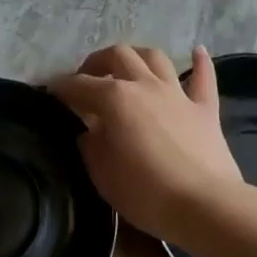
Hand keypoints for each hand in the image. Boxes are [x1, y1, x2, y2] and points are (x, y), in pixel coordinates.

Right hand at [50, 43, 242, 241]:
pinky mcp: (205, 109)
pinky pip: (203, 77)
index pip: (79, 85)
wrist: (204, 206)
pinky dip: (200, 62)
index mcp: (114, 99)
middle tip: (88, 77)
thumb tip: (90, 131)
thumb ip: (91, 146)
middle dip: (97, 61)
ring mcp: (177, 94)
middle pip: (118, 56)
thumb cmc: (145, 193)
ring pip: (155, 58)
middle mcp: (144, 85)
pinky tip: (196, 50)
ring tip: (129, 67)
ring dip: (138, 56)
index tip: (51, 91)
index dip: (61, 87)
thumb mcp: (102, 174)